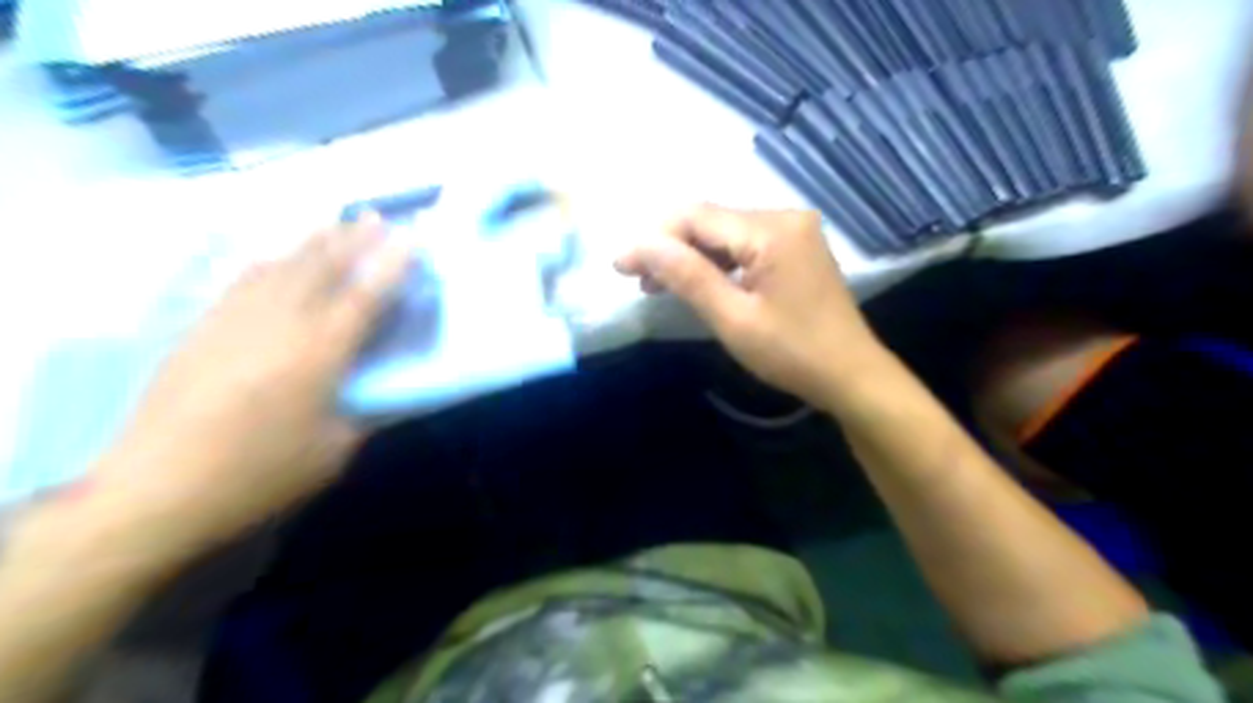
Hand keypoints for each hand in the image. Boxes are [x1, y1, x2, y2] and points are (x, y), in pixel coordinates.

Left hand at [78, 220, 411, 558]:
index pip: (365, 296)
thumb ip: (370, 413)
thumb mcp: (335, 452)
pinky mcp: (203, 327)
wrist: (157, 488)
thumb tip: (397, 393)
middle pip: (322, 267)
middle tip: (378, 218)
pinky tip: (277, 255)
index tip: (413, 239)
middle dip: (354, 239)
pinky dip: (270, 259)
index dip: (392, 265)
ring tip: (336, 223)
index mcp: (320, 353)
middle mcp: (280, 324)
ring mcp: (236, 319)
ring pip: (282, 264)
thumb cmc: (260, 473)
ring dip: (314, 241)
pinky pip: (243, 278)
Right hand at [616, 205, 879, 407]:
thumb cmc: (792, 353)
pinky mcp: (794, 248)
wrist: (851, 375)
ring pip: (724, 234)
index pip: (697, 218)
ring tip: (656, 284)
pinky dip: (716, 262)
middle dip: (669, 246)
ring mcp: (792, 231)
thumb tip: (641, 244)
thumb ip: (688, 276)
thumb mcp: (733, 319)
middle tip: (634, 277)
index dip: (654, 238)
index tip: (620, 264)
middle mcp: (784, 217)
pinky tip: (694, 281)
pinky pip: (743, 246)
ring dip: (690, 256)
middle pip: (710, 221)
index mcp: (772, 230)